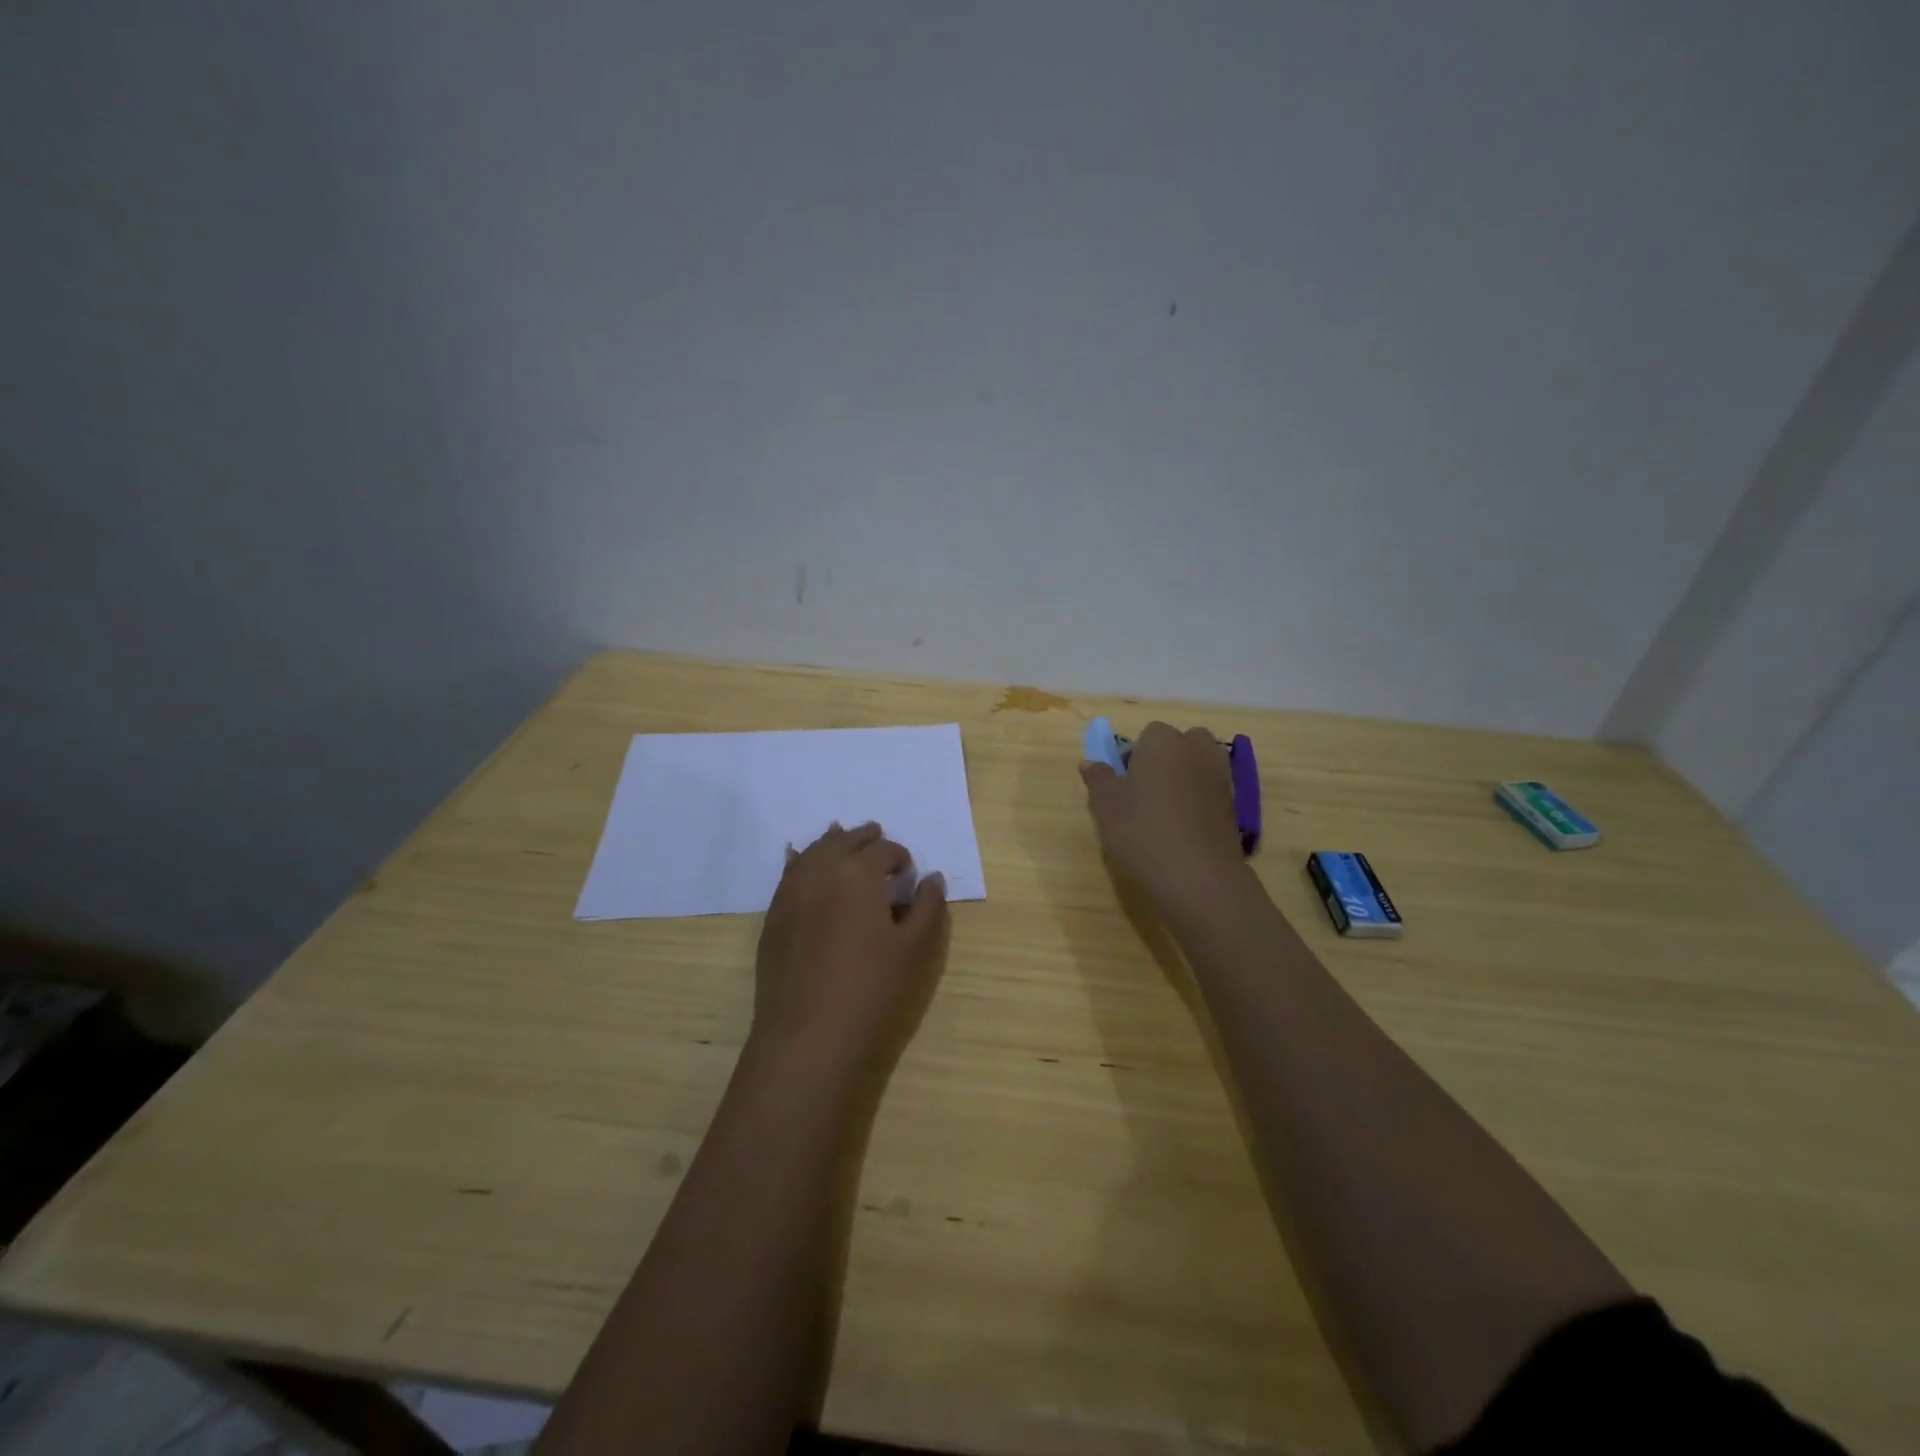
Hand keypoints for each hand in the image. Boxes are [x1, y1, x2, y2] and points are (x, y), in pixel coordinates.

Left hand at [752, 822, 948, 1072]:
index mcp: (858, 873)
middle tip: (878, 838)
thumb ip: (929, 907)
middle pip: (844, 841)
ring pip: (812, 852)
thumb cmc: (871, 990)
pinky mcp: (773, 917)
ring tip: (842, 839)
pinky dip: (801, 862)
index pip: (884, 850)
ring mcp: (790, 893)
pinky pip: (788, 874)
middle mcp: (820, 871)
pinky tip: (800, 861)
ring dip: (832, 844)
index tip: (909, 874)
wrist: (808, 1038)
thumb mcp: (915, 950)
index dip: (900, 858)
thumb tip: (932, 877)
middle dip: (864, 838)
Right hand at [1080, 722, 1246, 918]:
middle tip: (1144, 795)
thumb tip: (1090, 763)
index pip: (1147, 734)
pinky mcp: (1235, 805)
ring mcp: (1221, 776)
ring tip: (1163, 815)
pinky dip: (1198, 802)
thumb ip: (1098, 778)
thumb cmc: (1143, 832)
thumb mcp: (1106, 806)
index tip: (1123, 784)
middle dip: (1164, 761)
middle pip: (1179, 745)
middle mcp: (1197, 749)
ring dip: (1182, 780)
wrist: (1199, 878)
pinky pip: (1209, 791)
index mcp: (1164, 740)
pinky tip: (1183, 831)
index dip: (1133, 757)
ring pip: (1197, 767)